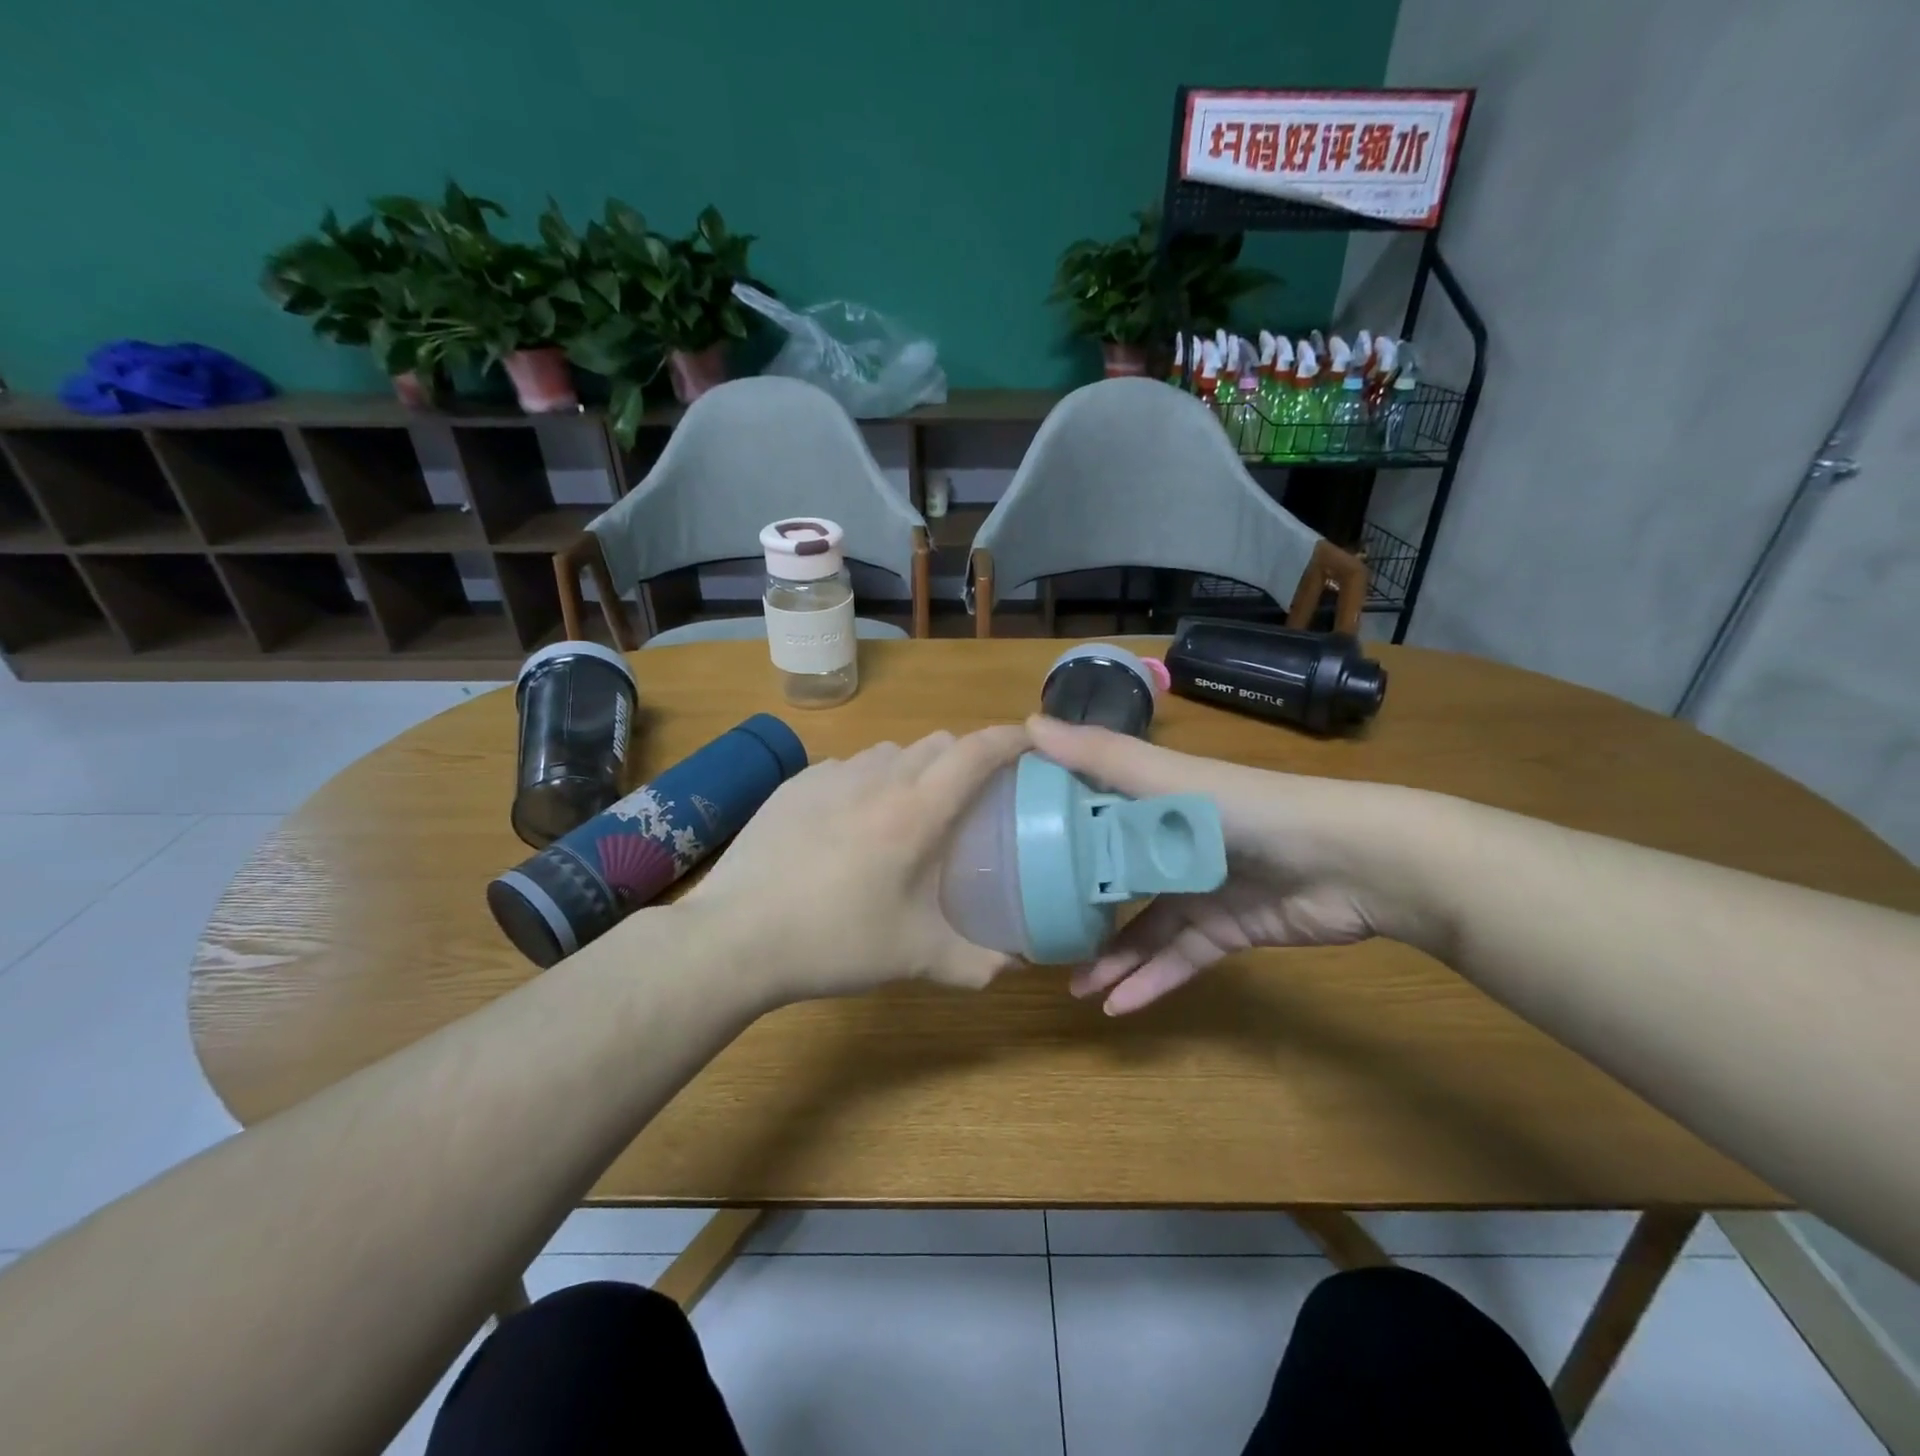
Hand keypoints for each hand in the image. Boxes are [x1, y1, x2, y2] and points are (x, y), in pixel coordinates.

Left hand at [681, 725, 1031, 1005]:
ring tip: (908, 812)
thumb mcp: (915, 958)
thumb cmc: (834, 942)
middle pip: (938, 743)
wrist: (736, 937)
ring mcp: (831, 775)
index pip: (977, 753)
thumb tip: (1017, 963)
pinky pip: (848, 767)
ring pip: (891, 752)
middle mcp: (878, 778)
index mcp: (916, 812)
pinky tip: (851, 824)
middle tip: (971, 798)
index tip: (1032, 744)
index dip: (1011, 740)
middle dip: (965, 758)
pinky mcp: (796, 783)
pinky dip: (867, 782)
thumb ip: (977, 962)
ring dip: (914, 768)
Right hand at [1027, 715, 1409, 1013]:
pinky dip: (1152, 982)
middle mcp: (1172, 842)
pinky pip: (1181, 959)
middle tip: (1038, 935)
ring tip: (1074, 987)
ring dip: (1112, 958)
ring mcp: (1201, 889)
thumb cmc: (1245, 809)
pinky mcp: (1228, 930)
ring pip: (1145, 928)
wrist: (1349, 860)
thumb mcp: (1167, 778)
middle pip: (1116, 877)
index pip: (1093, 811)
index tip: (1009, 849)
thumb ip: (1099, 757)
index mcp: (1154, 800)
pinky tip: (1117, 1007)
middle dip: (1080, 907)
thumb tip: (1024, 724)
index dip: (1054, 828)